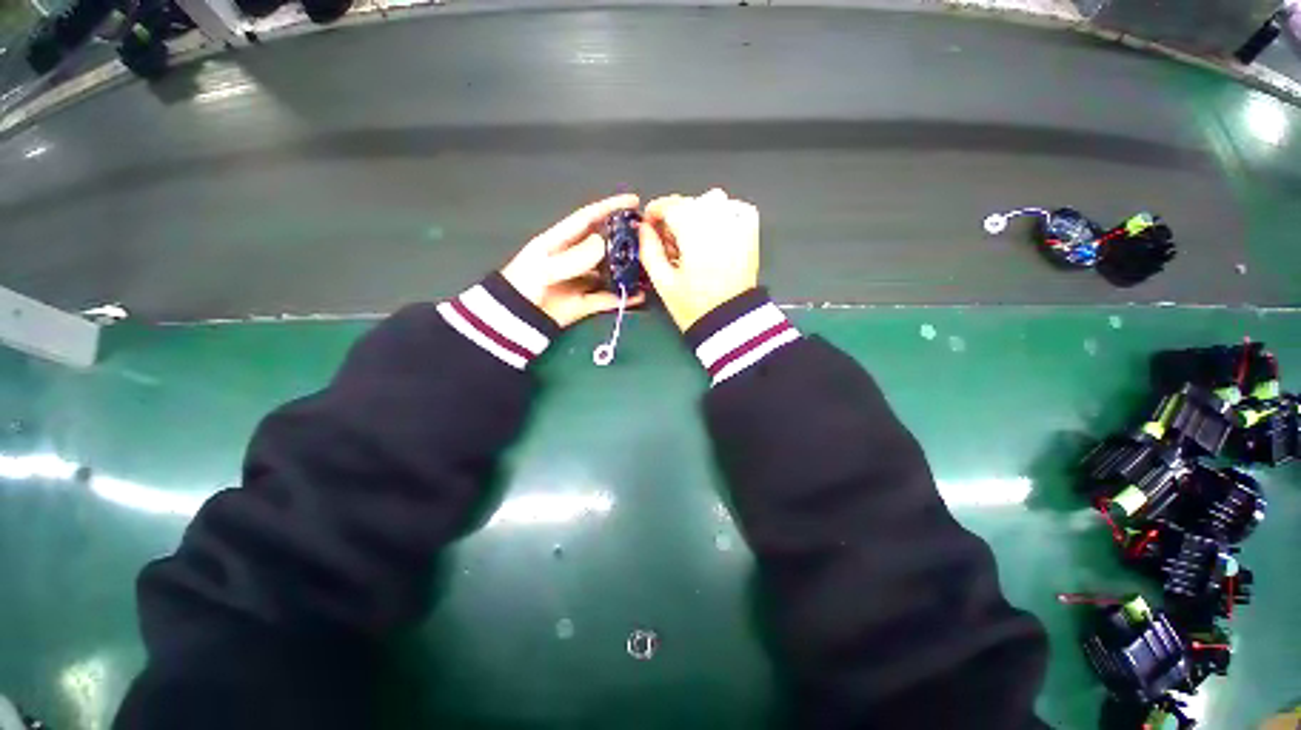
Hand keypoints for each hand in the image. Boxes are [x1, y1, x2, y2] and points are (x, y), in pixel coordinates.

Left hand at [502, 194, 646, 326]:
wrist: (517, 319)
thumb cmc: (525, 285)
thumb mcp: (545, 266)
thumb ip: (574, 256)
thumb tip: (603, 243)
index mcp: (560, 241)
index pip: (588, 218)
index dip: (610, 207)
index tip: (634, 201)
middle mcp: (574, 258)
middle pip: (604, 245)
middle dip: (624, 240)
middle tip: (647, 239)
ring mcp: (580, 281)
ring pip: (609, 272)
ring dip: (626, 271)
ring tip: (647, 268)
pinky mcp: (584, 303)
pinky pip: (607, 298)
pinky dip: (622, 298)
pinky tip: (639, 296)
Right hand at [639, 188, 759, 331]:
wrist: (731, 321)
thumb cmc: (694, 305)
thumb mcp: (663, 282)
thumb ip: (649, 250)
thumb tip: (643, 228)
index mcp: (694, 232)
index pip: (670, 205)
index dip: (655, 212)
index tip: (649, 226)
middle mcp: (718, 218)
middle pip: (689, 203)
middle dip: (674, 218)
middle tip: (670, 245)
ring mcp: (738, 222)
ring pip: (710, 202)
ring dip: (696, 216)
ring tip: (691, 244)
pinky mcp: (751, 230)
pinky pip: (734, 208)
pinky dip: (722, 214)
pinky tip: (714, 235)